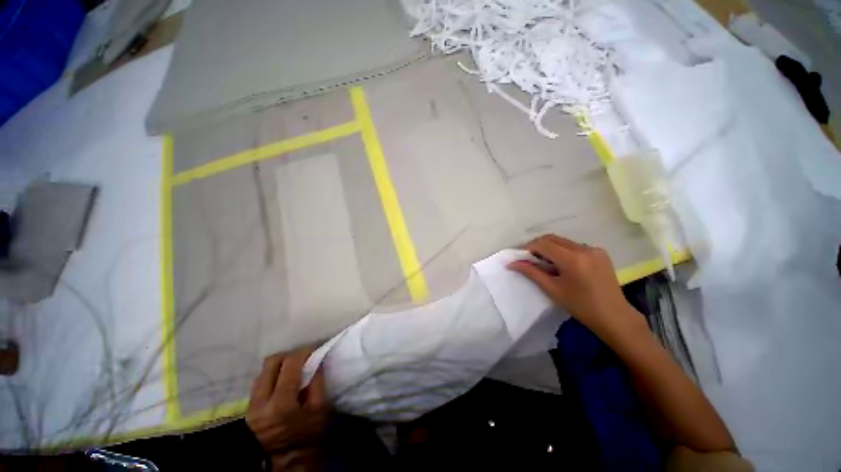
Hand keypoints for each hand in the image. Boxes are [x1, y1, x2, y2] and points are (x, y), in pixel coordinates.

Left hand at [246, 348, 327, 470]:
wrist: (287, 467)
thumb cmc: (307, 440)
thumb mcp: (320, 410)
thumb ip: (317, 382)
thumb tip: (316, 361)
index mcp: (281, 403)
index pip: (290, 364)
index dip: (304, 351)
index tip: (314, 349)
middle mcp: (261, 402)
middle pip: (270, 363)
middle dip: (288, 355)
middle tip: (302, 357)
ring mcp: (251, 408)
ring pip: (261, 373)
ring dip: (278, 366)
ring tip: (293, 369)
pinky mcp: (248, 412)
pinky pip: (258, 385)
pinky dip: (271, 377)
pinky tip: (283, 383)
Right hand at [508, 234, 644, 339]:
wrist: (614, 316)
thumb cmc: (580, 306)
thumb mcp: (552, 289)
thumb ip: (531, 272)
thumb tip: (512, 263)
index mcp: (572, 259)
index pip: (543, 244)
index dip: (529, 248)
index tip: (521, 257)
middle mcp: (583, 249)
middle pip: (552, 239)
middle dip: (538, 246)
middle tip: (531, 259)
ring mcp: (594, 249)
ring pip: (563, 241)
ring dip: (551, 248)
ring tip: (546, 264)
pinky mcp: (600, 252)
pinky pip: (574, 246)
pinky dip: (563, 251)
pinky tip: (563, 265)